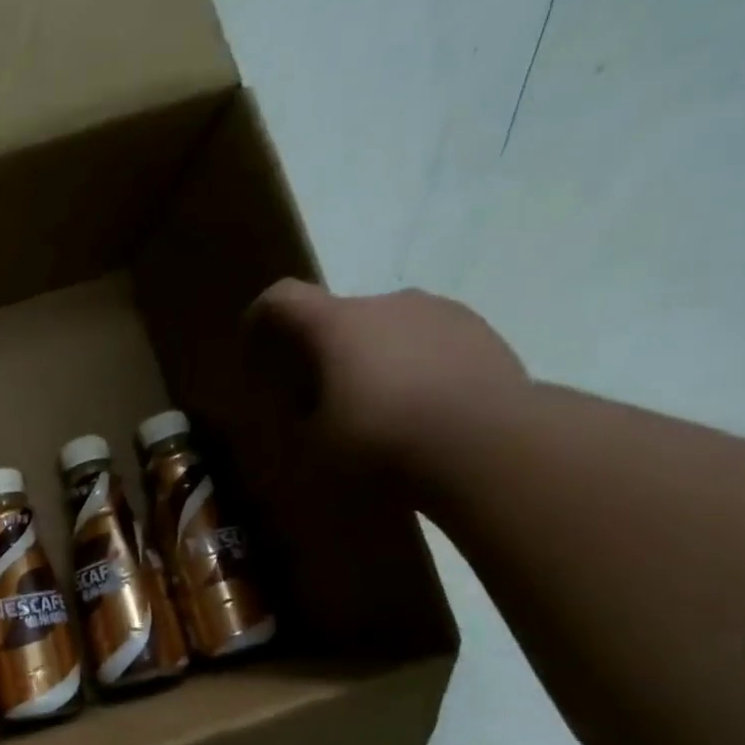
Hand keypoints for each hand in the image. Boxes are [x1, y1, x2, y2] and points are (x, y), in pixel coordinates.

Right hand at [242, 281, 529, 474]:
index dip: (260, 320)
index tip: (255, 353)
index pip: (281, 299)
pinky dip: (414, 367)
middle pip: (338, 316)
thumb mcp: (313, 446)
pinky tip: (419, 410)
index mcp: (336, 323)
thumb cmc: (380, 440)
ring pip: (388, 328)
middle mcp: (387, 302)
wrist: (489, 444)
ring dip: (372, 358)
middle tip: (319, 399)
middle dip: (323, 351)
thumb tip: (301, 410)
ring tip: (376, 408)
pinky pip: (429, 343)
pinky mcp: (483, 332)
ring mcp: (441, 312)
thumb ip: (298, 418)